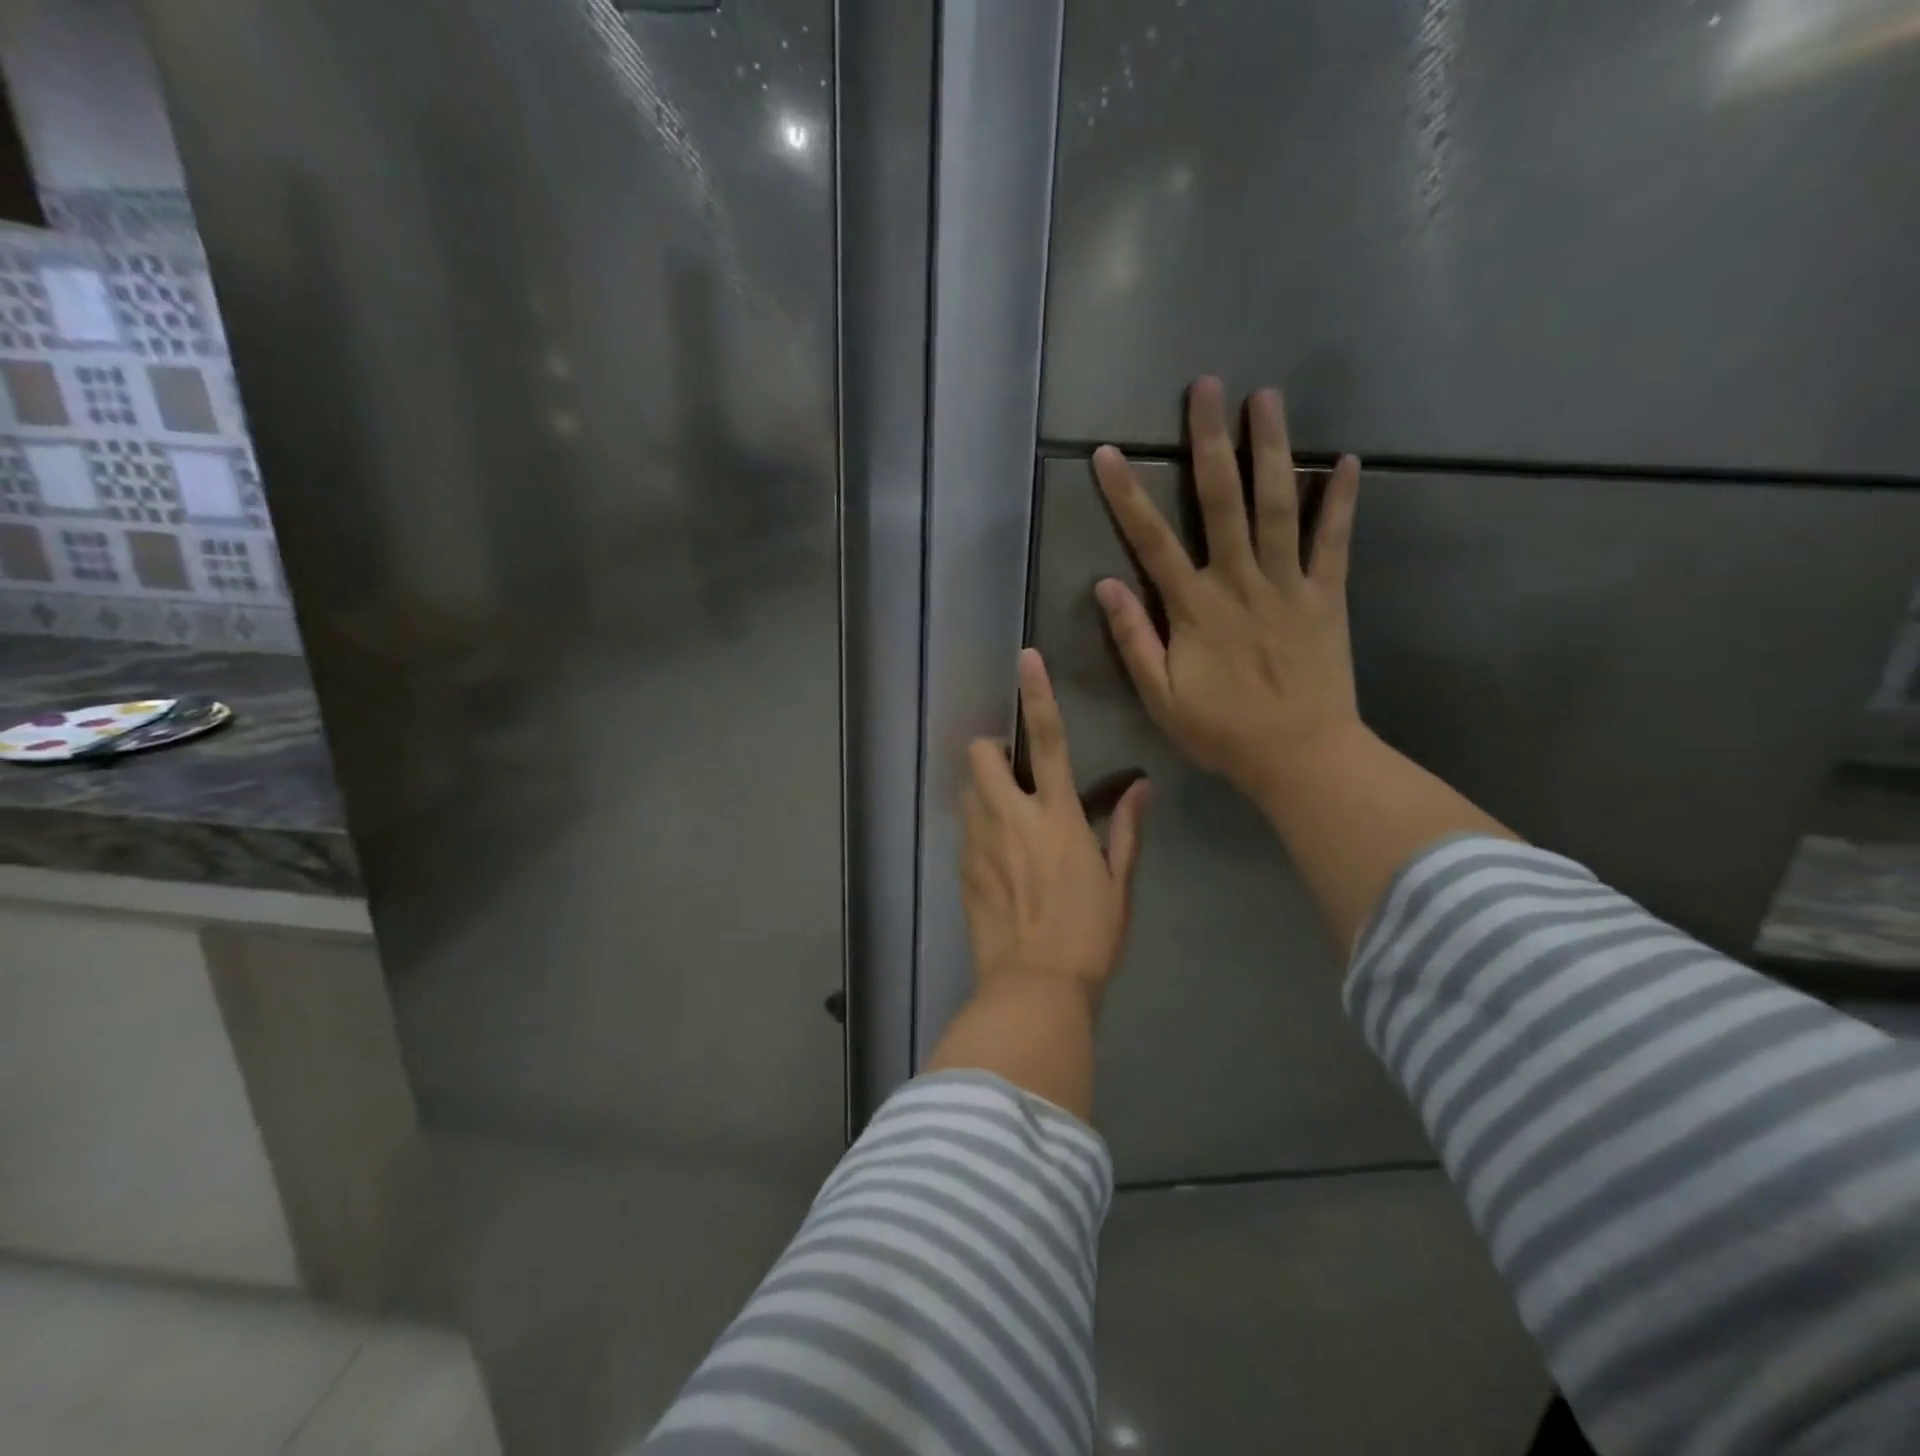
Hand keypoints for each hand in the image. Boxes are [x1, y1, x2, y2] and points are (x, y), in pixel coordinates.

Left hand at [960, 649, 1149, 1005]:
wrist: (1034, 987)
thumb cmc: (1089, 935)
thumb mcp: (1119, 883)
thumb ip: (1127, 830)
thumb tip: (1143, 788)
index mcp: (1057, 816)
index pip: (1048, 741)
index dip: (1036, 695)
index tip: (1025, 659)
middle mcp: (1011, 818)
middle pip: (981, 755)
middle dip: (991, 750)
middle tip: (1012, 773)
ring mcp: (979, 843)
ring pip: (966, 789)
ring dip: (982, 789)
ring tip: (1005, 816)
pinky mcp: (961, 869)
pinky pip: (964, 830)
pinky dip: (977, 827)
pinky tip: (996, 857)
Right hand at [1092, 376, 1363, 805]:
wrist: (1300, 756)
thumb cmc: (1222, 731)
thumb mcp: (1160, 696)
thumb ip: (1135, 639)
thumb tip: (1106, 585)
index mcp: (1194, 609)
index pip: (1151, 542)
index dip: (1127, 495)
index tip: (1107, 453)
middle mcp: (1239, 582)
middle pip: (1221, 502)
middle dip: (1209, 442)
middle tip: (1207, 388)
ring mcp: (1288, 585)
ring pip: (1277, 506)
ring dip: (1270, 450)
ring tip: (1267, 398)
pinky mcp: (1327, 596)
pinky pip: (1335, 542)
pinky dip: (1341, 501)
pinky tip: (1346, 460)